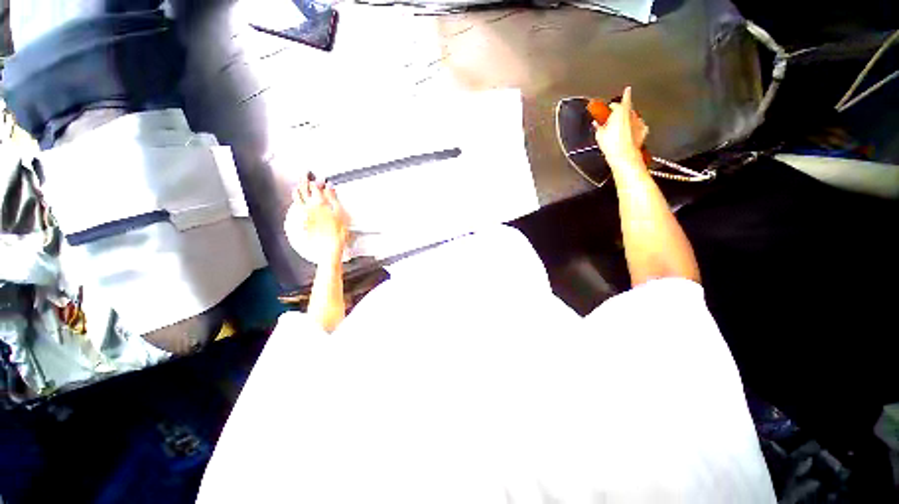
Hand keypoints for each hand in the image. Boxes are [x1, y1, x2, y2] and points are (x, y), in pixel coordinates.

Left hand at [293, 177, 348, 263]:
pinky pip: (298, 209)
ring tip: (296, 187)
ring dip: (297, 192)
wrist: (329, 245)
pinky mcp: (304, 221)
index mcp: (320, 203)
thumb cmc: (338, 231)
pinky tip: (297, 204)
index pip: (315, 188)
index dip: (315, 181)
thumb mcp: (340, 212)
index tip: (316, 176)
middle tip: (303, 176)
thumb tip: (329, 187)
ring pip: (298, 200)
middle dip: (303, 182)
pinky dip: (297, 204)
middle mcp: (310, 207)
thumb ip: (333, 198)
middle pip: (304, 191)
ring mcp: (305, 214)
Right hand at [595, 86, 648, 166]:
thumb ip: (599, 126)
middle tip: (615, 116)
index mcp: (621, 111)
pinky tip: (630, 133)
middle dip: (623, 111)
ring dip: (628, 120)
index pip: (624, 98)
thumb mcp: (599, 135)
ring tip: (620, 128)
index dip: (623, 96)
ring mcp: (639, 122)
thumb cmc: (611, 144)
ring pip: (633, 117)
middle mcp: (632, 114)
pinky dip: (634, 128)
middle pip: (628, 108)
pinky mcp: (644, 131)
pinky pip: (639, 126)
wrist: (624, 155)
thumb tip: (596, 124)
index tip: (626, 91)